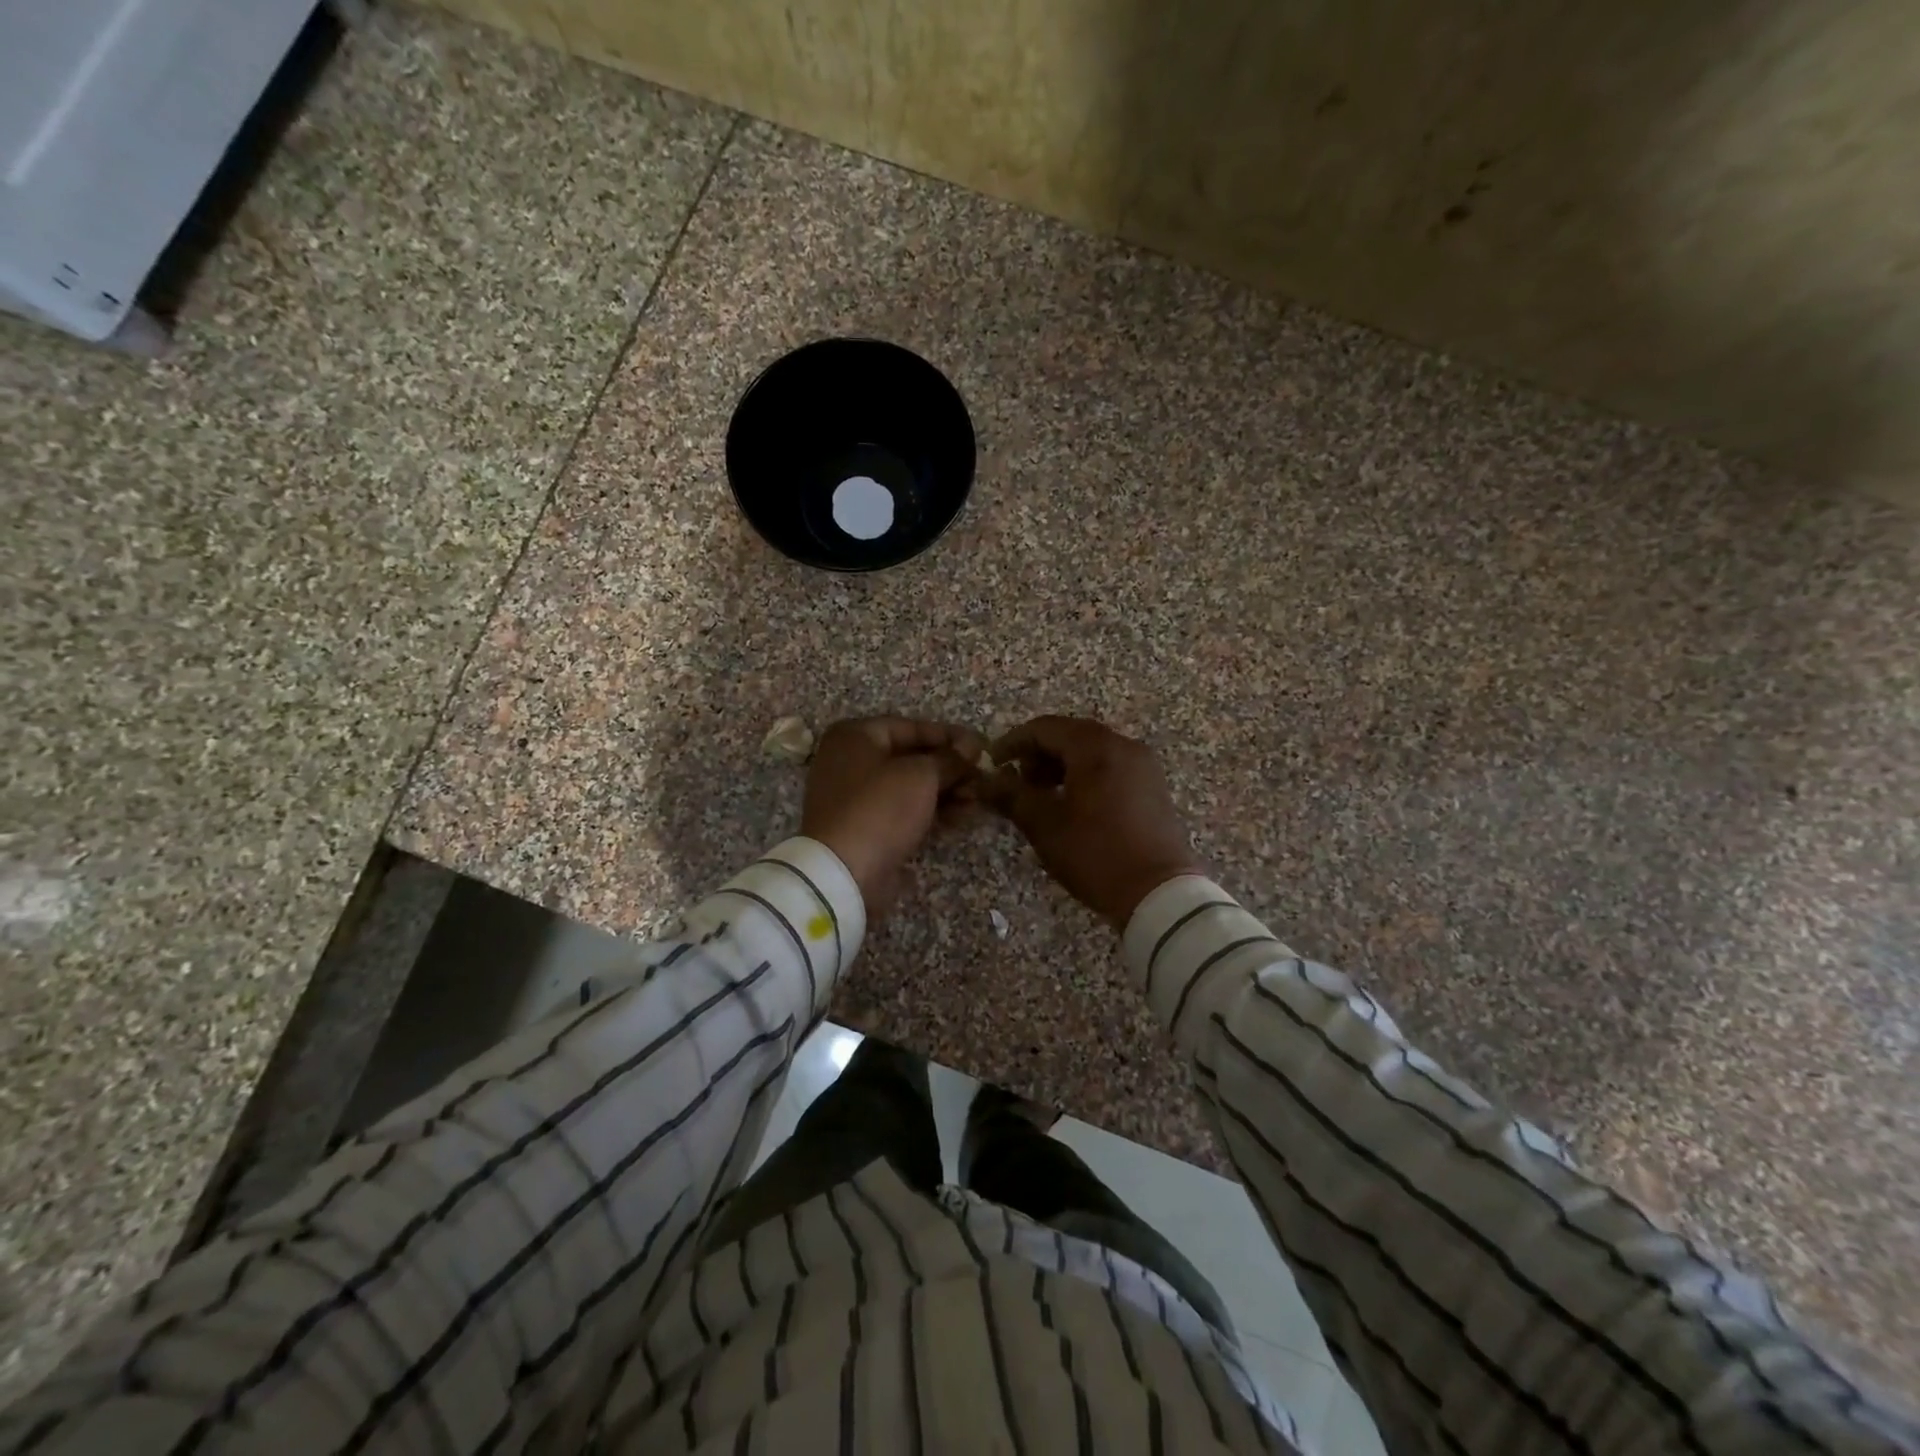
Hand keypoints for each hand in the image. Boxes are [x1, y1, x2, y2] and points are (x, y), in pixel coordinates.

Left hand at [801, 716, 985, 915]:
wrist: (844, 872)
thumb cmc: (881, 808)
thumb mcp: (921, 775)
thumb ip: (949, 759)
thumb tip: (971, 747)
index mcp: (855, 737)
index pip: (910, 727)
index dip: (948, 736)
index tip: (980, 746)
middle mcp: (851, 761)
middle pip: (911, 758)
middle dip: (950, 768)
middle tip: (983, 776)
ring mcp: (857, 797)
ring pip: (911, 786)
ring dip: (947, 791)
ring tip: (979, 799)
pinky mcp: (867, 827)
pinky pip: (905, 810)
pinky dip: (933, 811)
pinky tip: (964, 816)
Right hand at [980, 715, 1202, 926]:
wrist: (1160, 893)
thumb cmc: (1096, 854)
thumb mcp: (1045, 826)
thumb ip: (1012, 796)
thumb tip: (986, 781)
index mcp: (1096, 747)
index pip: (1044, 728)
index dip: (1013, 742)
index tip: (992, 764)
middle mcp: (1123, 745)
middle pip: (1070, 735)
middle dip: (1038, 755)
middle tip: (1016, 783)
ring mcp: (1143, 766)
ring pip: (1092, 752)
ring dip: (1061, 766)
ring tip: (1041, 797)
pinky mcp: (1153, 787)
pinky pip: (1111, 768)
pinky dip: (1085, 776)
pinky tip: (1072, 805)